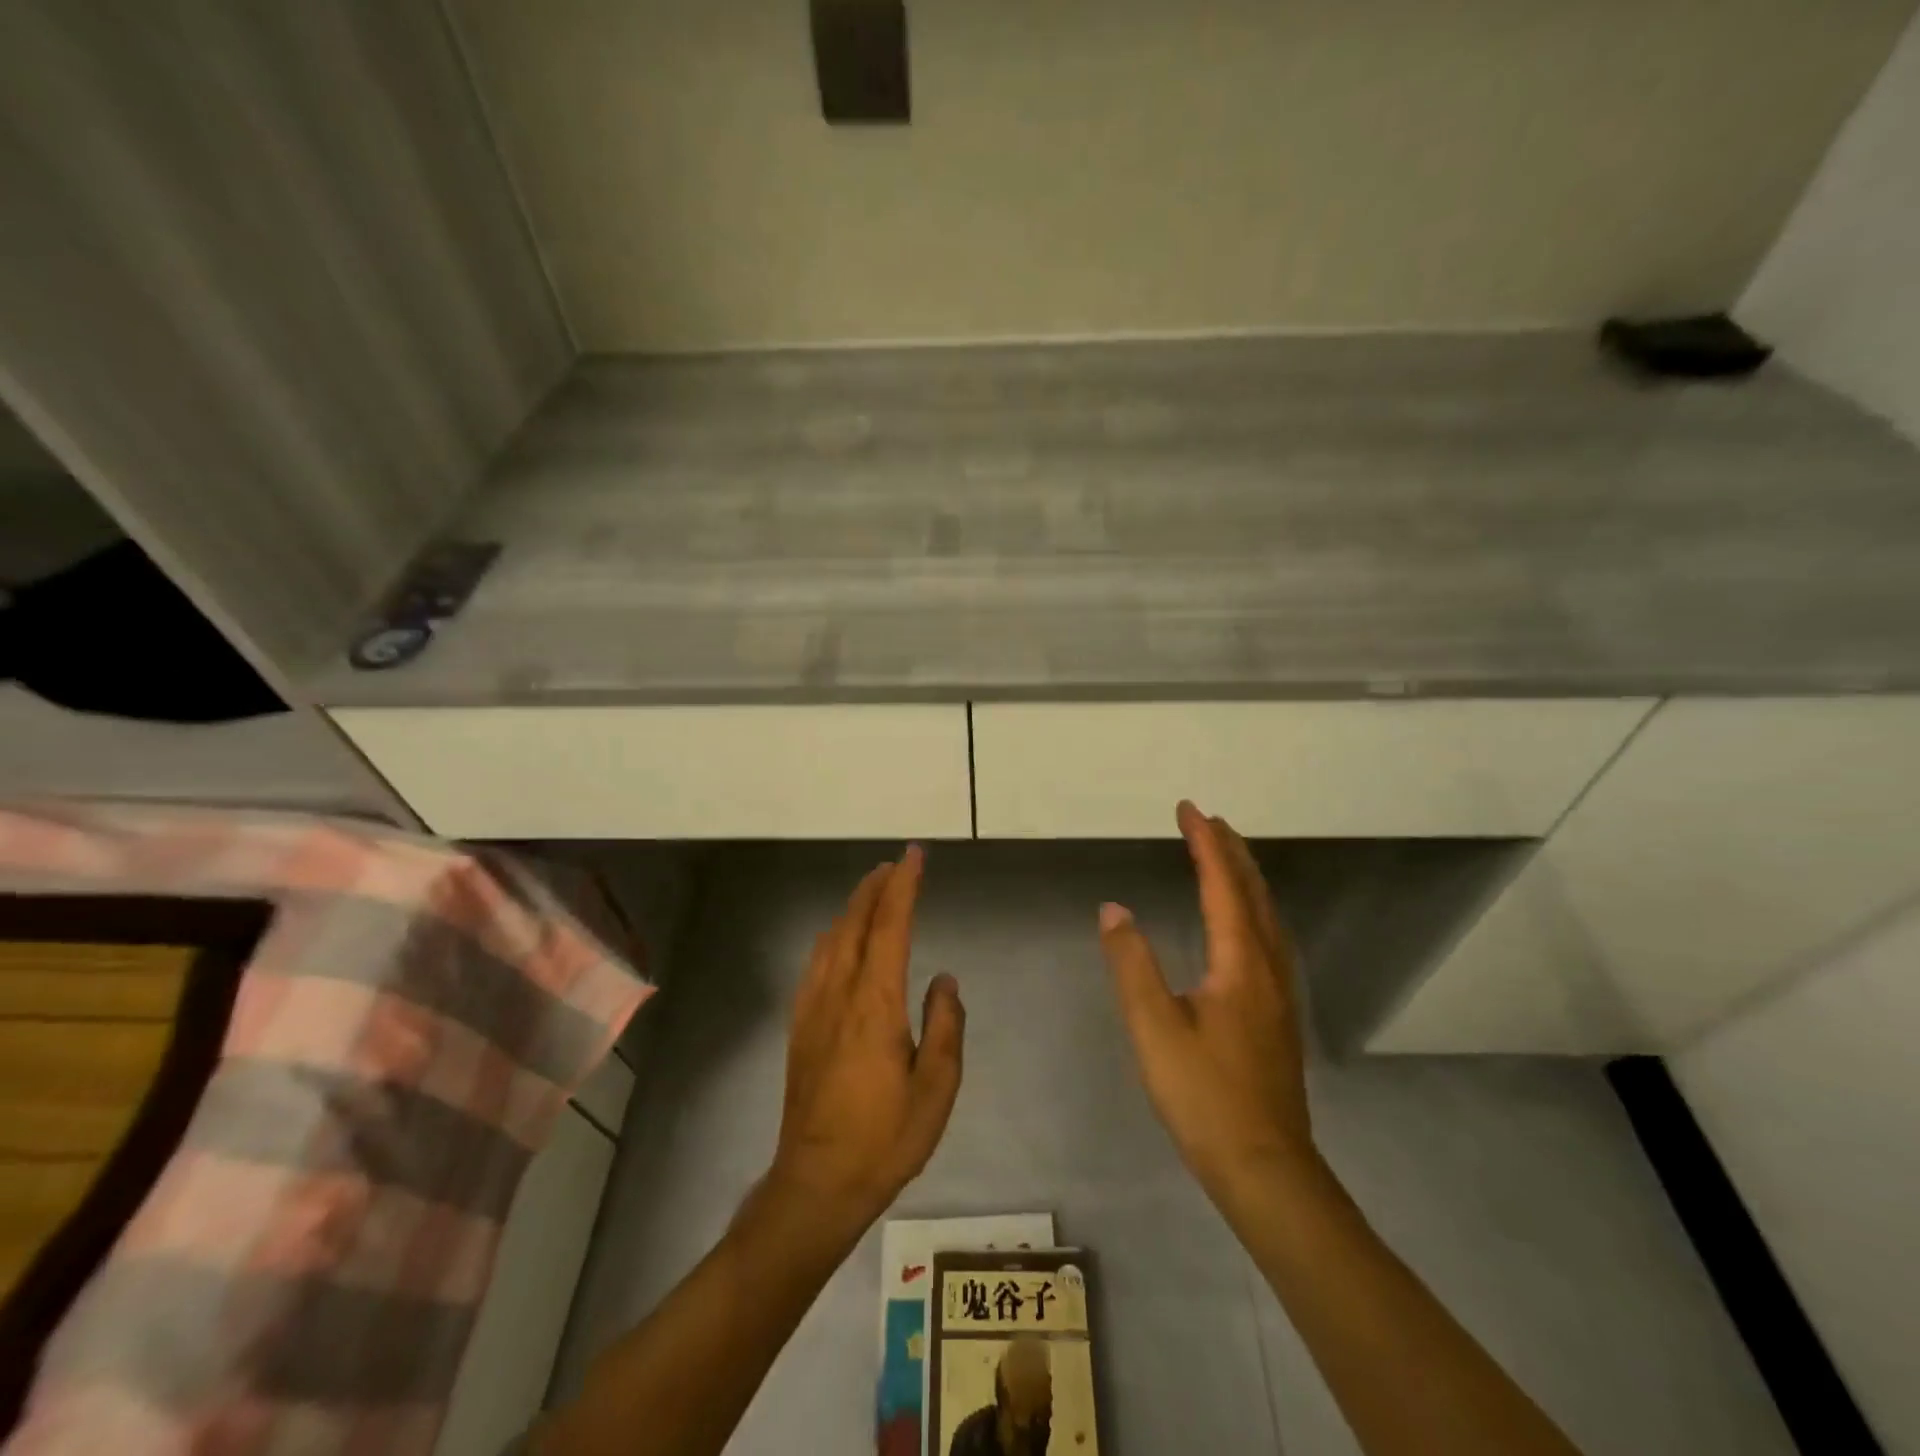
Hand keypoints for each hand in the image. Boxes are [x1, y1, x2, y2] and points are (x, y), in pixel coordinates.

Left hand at [770, 846, 964, 1226]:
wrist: (817, 1184)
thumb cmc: (885, 1138)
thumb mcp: (936, 1088)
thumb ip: (946, 1026)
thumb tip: (944, 979)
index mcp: (875, 1003)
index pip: (890, 927)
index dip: (903, 886)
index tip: (914, 857)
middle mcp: (840, 994)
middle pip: (855, 923)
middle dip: (876, 888)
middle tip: (895, 865)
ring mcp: (813, 1009)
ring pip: (831, 939)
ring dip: (853, 908)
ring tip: (872, 892)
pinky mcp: (800, 1027)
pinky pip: (816, 963)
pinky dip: (832, 937)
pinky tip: (838, 941)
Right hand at [1099, 802, 1316, 1195]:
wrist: (1265, 1168)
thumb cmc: (1203, 1095)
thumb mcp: (1153, 1028)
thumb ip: (1132, 964)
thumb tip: (1114, 909)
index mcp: (1240, 963)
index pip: (1222, 886)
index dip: (1205, 844)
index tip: (1188, 809)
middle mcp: (1268, 967)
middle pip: (1254, 894)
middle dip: (1231, 851)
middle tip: (1209, 820)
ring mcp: (1280, 993)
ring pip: (1267, 916)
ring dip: (1246, 878)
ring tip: (1226, 856)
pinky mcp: (1279, 1015)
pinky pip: (1269, 937)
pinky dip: (1253, 907)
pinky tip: (1243, 923)